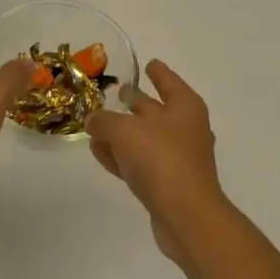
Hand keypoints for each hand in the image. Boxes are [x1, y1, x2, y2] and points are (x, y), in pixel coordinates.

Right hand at [85, 60, 227, 264]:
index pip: (167, 80)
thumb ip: (104, 121)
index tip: (148, 63)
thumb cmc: (160, 159)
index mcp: (184, 106)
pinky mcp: (168, 184)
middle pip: (156, 109)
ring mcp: (178, 158)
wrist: (186, 215)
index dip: (157, 71)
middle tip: (116, 93)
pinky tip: (100, 154)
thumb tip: (93, 121)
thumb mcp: (123, 131)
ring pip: (145, 138)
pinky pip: (140, 163)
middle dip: (135, 102)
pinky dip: (122, 157)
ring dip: (122, 134)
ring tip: (96, 128)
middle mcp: (185, 128)